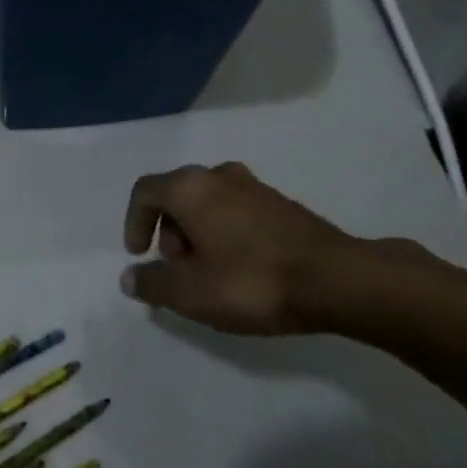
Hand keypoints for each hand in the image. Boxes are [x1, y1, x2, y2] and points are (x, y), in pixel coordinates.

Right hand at [119, 162, 386, 334]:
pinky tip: (241, 271)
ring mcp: (255, 187)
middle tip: (179, 273)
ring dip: (197, 236)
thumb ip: (152, 283)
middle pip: (177, 197)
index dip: (134, 222)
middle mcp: (219, 175)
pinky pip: (237, 213)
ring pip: (209, 204)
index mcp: (190, 187)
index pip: (145, 191)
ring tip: (210, 277)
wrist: (336, 280)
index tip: (140, 256)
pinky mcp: (282, 204)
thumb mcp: (190, 292)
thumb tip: (130, 277)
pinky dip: (225, 235)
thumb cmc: (250, 281)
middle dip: (168, 234)